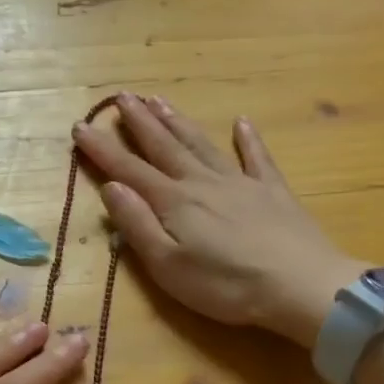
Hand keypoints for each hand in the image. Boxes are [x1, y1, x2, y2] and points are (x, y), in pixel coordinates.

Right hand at [73, 92, 364, 346]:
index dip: (102, 148)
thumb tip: (111, 187)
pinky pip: (257, 157)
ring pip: (201, 144)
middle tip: (121, 96)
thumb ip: (137, 224)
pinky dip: (247, 139)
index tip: (80, 126)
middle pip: (164, 145)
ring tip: (158, 100)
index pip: (128, 169)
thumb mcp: (167, 265)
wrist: (303, 287)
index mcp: (173, 201)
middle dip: (139, 121)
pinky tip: (241, 122)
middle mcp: (201, 182)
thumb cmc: (226, 285)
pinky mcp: (272, 192)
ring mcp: (240, 183)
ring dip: (177, 121)